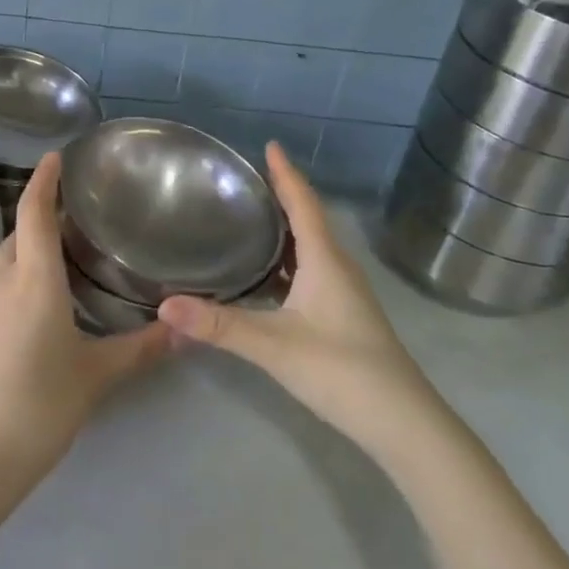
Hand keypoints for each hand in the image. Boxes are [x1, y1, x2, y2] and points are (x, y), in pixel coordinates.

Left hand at [0, 151, 170, 502]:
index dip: (43, 180)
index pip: (34, 212)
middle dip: (37, 220)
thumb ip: (141, 349)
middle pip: (14, 233)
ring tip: (40, 264)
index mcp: (34, 280)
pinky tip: (12, 309)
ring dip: (13, 249)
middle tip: (67, 226)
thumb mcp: (96, 377)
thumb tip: (184, 329)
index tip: (54, 158)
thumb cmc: (40, 408)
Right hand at [158, 143, 443, 454]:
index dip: (286, 174)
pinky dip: (287, 261)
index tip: (269, 145)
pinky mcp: (343, 315)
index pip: (303, 204)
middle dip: (281, 196)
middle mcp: (338, 268)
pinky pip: (311, 272)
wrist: (403, 423)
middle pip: (308, 220)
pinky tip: (267, 276)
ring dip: (285, 230)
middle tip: (246, 180)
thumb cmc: (341, 370)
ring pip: (311, 248)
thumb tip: (165, 305)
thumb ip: (219, 325)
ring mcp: (344, 293)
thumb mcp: (274, 346)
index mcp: (326, 260)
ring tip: (250, 218)